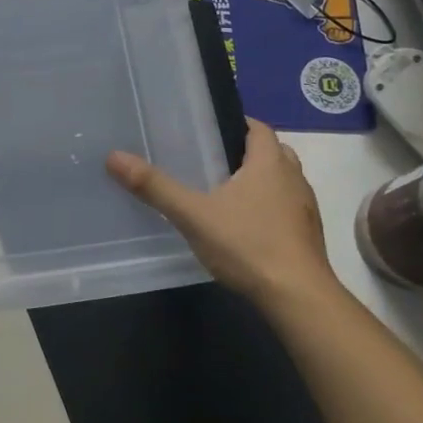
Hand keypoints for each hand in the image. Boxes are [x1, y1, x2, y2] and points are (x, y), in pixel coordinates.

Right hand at [107, 119, 342, 317]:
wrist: (298, 298)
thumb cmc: (248, 245)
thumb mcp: (193, 215)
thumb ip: (155, 187)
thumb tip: (114, 157)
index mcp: (270, 163)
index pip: (259, 128)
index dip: (238, 124)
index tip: (210, 130)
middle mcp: (293, 178)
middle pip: (273, 152)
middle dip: (246, 152)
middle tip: (212, 161)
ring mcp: (305, 208)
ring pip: (283, 181)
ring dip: (261, 181)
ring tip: (225, 192)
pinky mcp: (309, 235)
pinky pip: (287, 208)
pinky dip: (269, 208)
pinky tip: (246, 226)